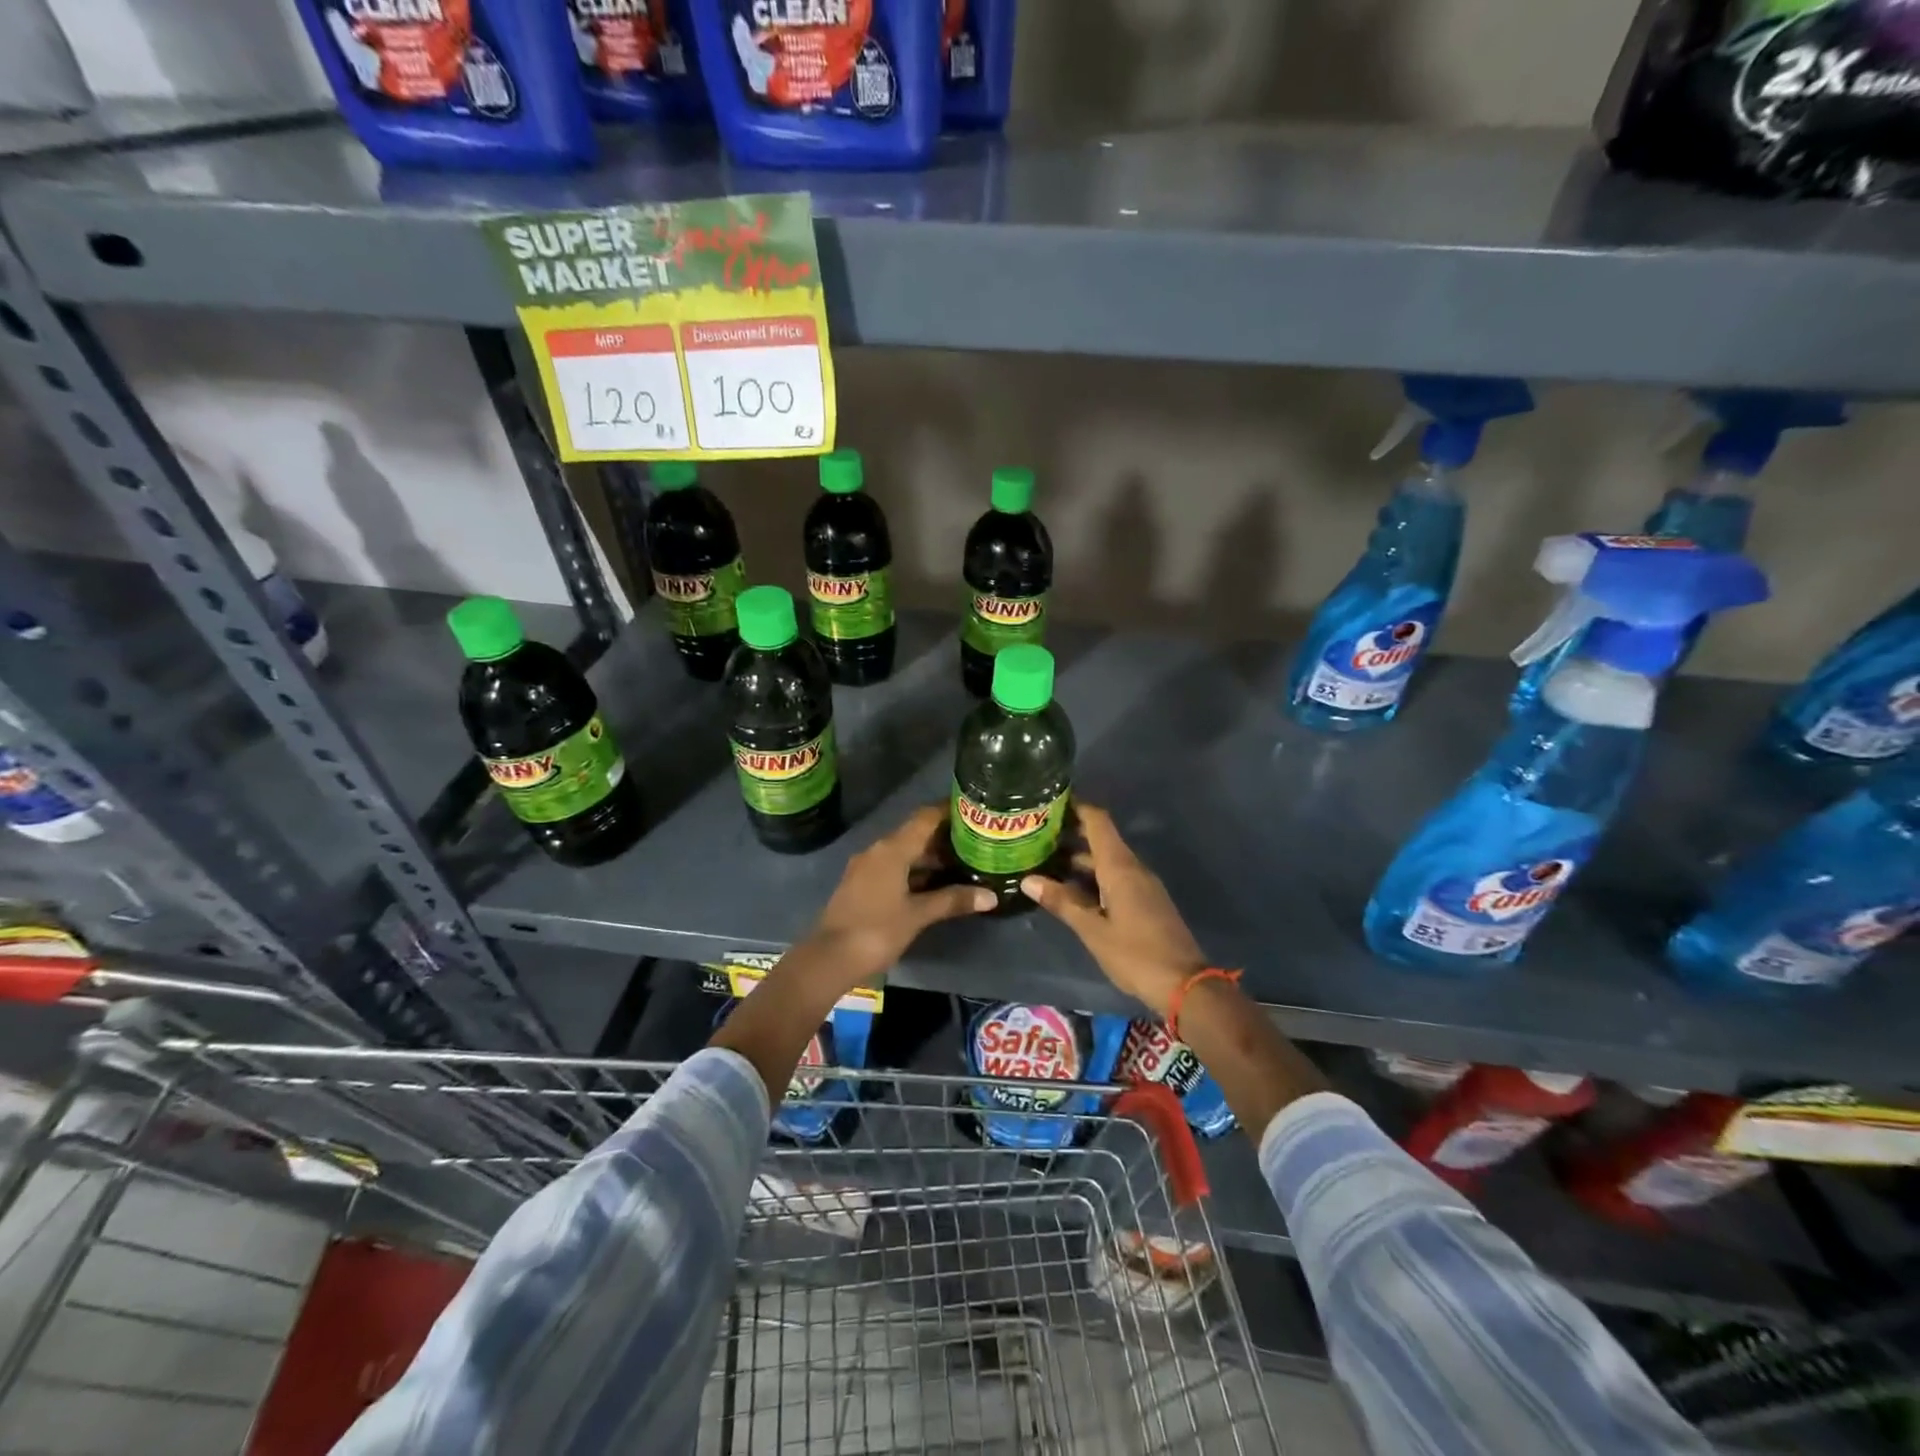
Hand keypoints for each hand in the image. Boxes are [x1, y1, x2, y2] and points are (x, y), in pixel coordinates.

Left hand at [803, 805, 994, 984]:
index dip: (948, 811)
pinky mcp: (862, 886)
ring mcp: (867, 868)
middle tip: (977, 842)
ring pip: (905, 853)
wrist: (829, 959)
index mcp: (892, 849)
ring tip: (963, 863)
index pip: (925, 818)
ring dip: (931, 857)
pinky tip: (936, 885)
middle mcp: (878, 851)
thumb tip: (991, 896)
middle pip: (916, 834)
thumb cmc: (876, 930)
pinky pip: (894, 868)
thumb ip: (953, 901)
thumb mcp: (918, 915)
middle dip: (945, 838)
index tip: (973, 810)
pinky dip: (916, 872)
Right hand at [1020, 804, 1205, 1016]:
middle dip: (1070, 834)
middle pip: (1101, 839)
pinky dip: (1091, 876)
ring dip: (1079, 858)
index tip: (1049, 802)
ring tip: (1044, 860)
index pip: (1098, 821)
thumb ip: (1062, 902)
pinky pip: (1115, 877)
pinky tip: (1069, 889)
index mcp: (1120, 867)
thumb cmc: (1136, 954)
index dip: (1076, 807)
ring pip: (1106, 860)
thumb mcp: (1093, 930)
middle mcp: (1132, 868)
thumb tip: (1028, 880)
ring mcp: (1141, 885)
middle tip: (1035, 834)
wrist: (1184, 985)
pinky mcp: (1144, 902)